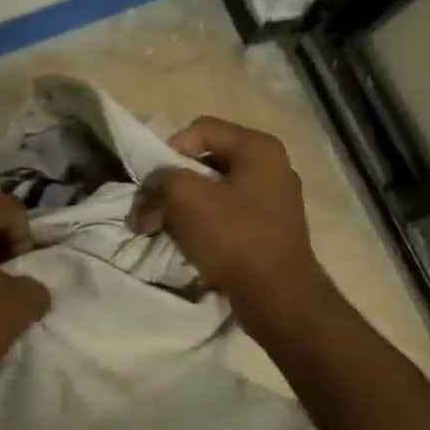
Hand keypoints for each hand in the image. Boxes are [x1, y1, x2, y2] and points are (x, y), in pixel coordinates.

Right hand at [131, 117, 329, 332]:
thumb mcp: (185, 198)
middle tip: (154, 207)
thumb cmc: (235, 238)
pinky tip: (190, 243)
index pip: (200, 129)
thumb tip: (149, 196)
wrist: (279, 300)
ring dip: (185, 206)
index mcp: (258, 148)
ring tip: (166, 228)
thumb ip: (160, 181)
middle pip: (206, 160)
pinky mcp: (270, 229)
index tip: (156, 182)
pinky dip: (204, 224)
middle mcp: (271, 166)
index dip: (169, 150)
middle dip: (174, 183)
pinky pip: (227, 214)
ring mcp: (274, 199)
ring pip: (214, 189)